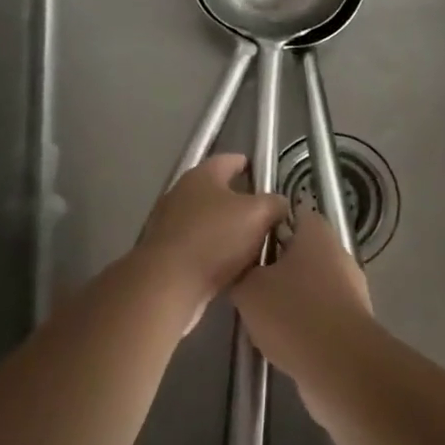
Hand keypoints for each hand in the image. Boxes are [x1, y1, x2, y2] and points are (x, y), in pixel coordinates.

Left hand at [137, 155, 288, 327]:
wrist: (168, 284)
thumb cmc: (215, 238)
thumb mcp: (258, 215)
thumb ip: (274, 203)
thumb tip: (279, 203)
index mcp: (202, 175)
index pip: (230, 160)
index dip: (249, 165)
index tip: (265, 177)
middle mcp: (181, 193)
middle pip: (218, 192)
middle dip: (242, 204)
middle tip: (267, 219)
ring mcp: (169, 223)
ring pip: (208, 222)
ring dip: (228, 232)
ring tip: (253, 247)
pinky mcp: (165, 252)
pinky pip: (198, 247)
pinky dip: (214, 254)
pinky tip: (231, 269)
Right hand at [234, 210, 372, 329]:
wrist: (340, 366)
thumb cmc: (292, 313)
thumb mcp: (249, 289)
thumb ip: (241, 271)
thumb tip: (242, 269)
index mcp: (316, 233)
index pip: (292, 214)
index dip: (267, 225)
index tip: (246, 242)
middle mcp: (338, 253)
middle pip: (301, 251)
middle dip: (276, 265)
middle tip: (248, 281)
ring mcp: (351, 288)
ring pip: (311, 283)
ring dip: (290, 296)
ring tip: (261, 315)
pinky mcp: (354, 320)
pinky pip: (322, 312)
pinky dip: (304, 322)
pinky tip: (283, 340)